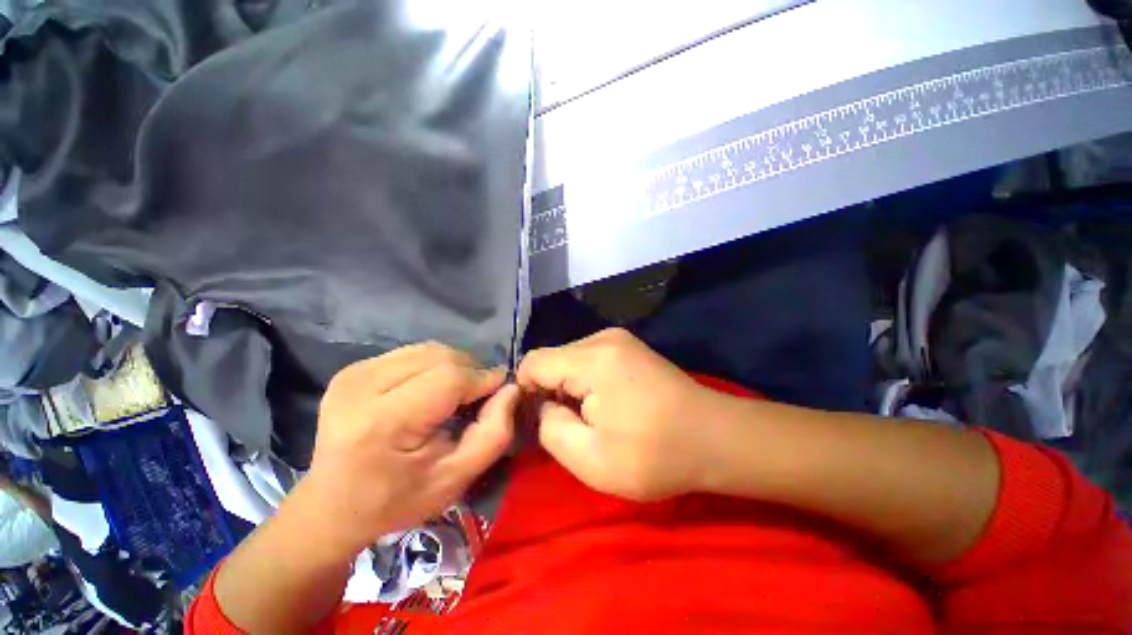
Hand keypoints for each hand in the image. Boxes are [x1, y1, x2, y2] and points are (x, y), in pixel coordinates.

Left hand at [299, 342, 518, 553]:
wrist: (331, 508)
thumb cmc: (397, 500)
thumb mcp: (456, 478)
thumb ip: (494, 433)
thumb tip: (511, 388)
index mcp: (382, 422)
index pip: (450, 378)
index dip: (483, 379)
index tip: (501, 391)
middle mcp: (361, 387)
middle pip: (440, 357)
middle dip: (471, 371)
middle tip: (480, 396)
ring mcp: (353, 374)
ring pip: (428, 349)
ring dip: (454, 365)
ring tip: (459, 392)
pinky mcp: (352, 370)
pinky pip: (412, 353)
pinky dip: (434, 365)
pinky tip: (432, 388)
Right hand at [517, 328, 727, 501]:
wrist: (714, 438)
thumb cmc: (655, 454)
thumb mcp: (590, 459)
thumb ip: (549, 428)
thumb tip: (541, 406)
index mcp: (592, 359)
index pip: (533, 362)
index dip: (525, 392)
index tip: (537, 421)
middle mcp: (603, 338)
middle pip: (553, 359)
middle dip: (550, 391)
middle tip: (568, 425)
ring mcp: (619, 339)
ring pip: (570, 359)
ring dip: (569, 387)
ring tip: (589, 418)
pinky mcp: (629, 347)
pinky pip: (589, 359)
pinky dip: (585, 381)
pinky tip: (605, 404)